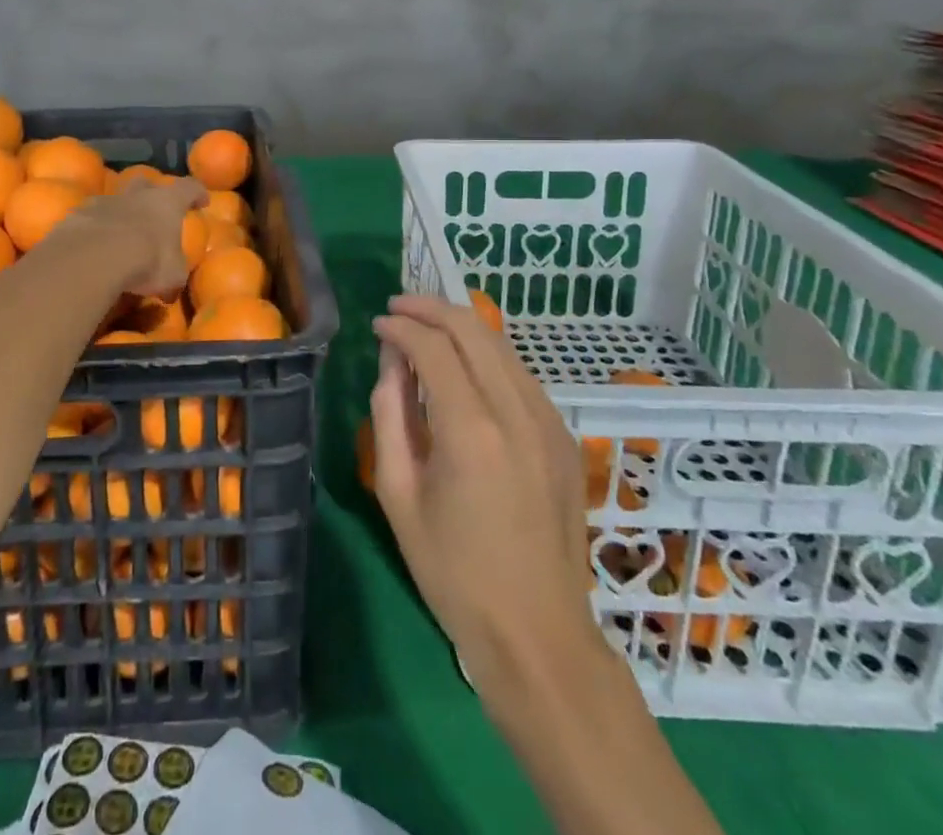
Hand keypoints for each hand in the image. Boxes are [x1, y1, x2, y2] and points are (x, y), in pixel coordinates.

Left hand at [58, 177, 208, 298]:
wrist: (94, 257)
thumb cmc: (146, 261)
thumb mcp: (172, 276)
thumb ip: (174, 274)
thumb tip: (171, 287)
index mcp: (167, 203)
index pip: (189, 188)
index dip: (197, 193)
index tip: (202, 201)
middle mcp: (137, 195)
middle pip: (147, 182)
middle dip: (153, 192)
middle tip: (155, 211)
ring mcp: (105, 201)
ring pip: (115, 198)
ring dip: (121, 211)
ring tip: (121, 232)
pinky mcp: (78, 213)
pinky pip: (90, 217)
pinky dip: (95, 227)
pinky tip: (93, 245)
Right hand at [369, 294, 602, 703]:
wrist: (537, 634)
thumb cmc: (452, 572)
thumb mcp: (398, 494)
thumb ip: (390, 415)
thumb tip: (391, 362)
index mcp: (471, 430)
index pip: (433, 347)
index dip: (400, 327)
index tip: (377, 325)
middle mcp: (517, 413)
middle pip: (474, 330)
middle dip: (431, 309)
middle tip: (398, 308)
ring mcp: (549, 423)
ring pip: (502, 346)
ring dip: (461, 327)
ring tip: (425, 327)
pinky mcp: (565, 438)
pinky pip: (520, 376)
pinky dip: (487, 356)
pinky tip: (465, 367)